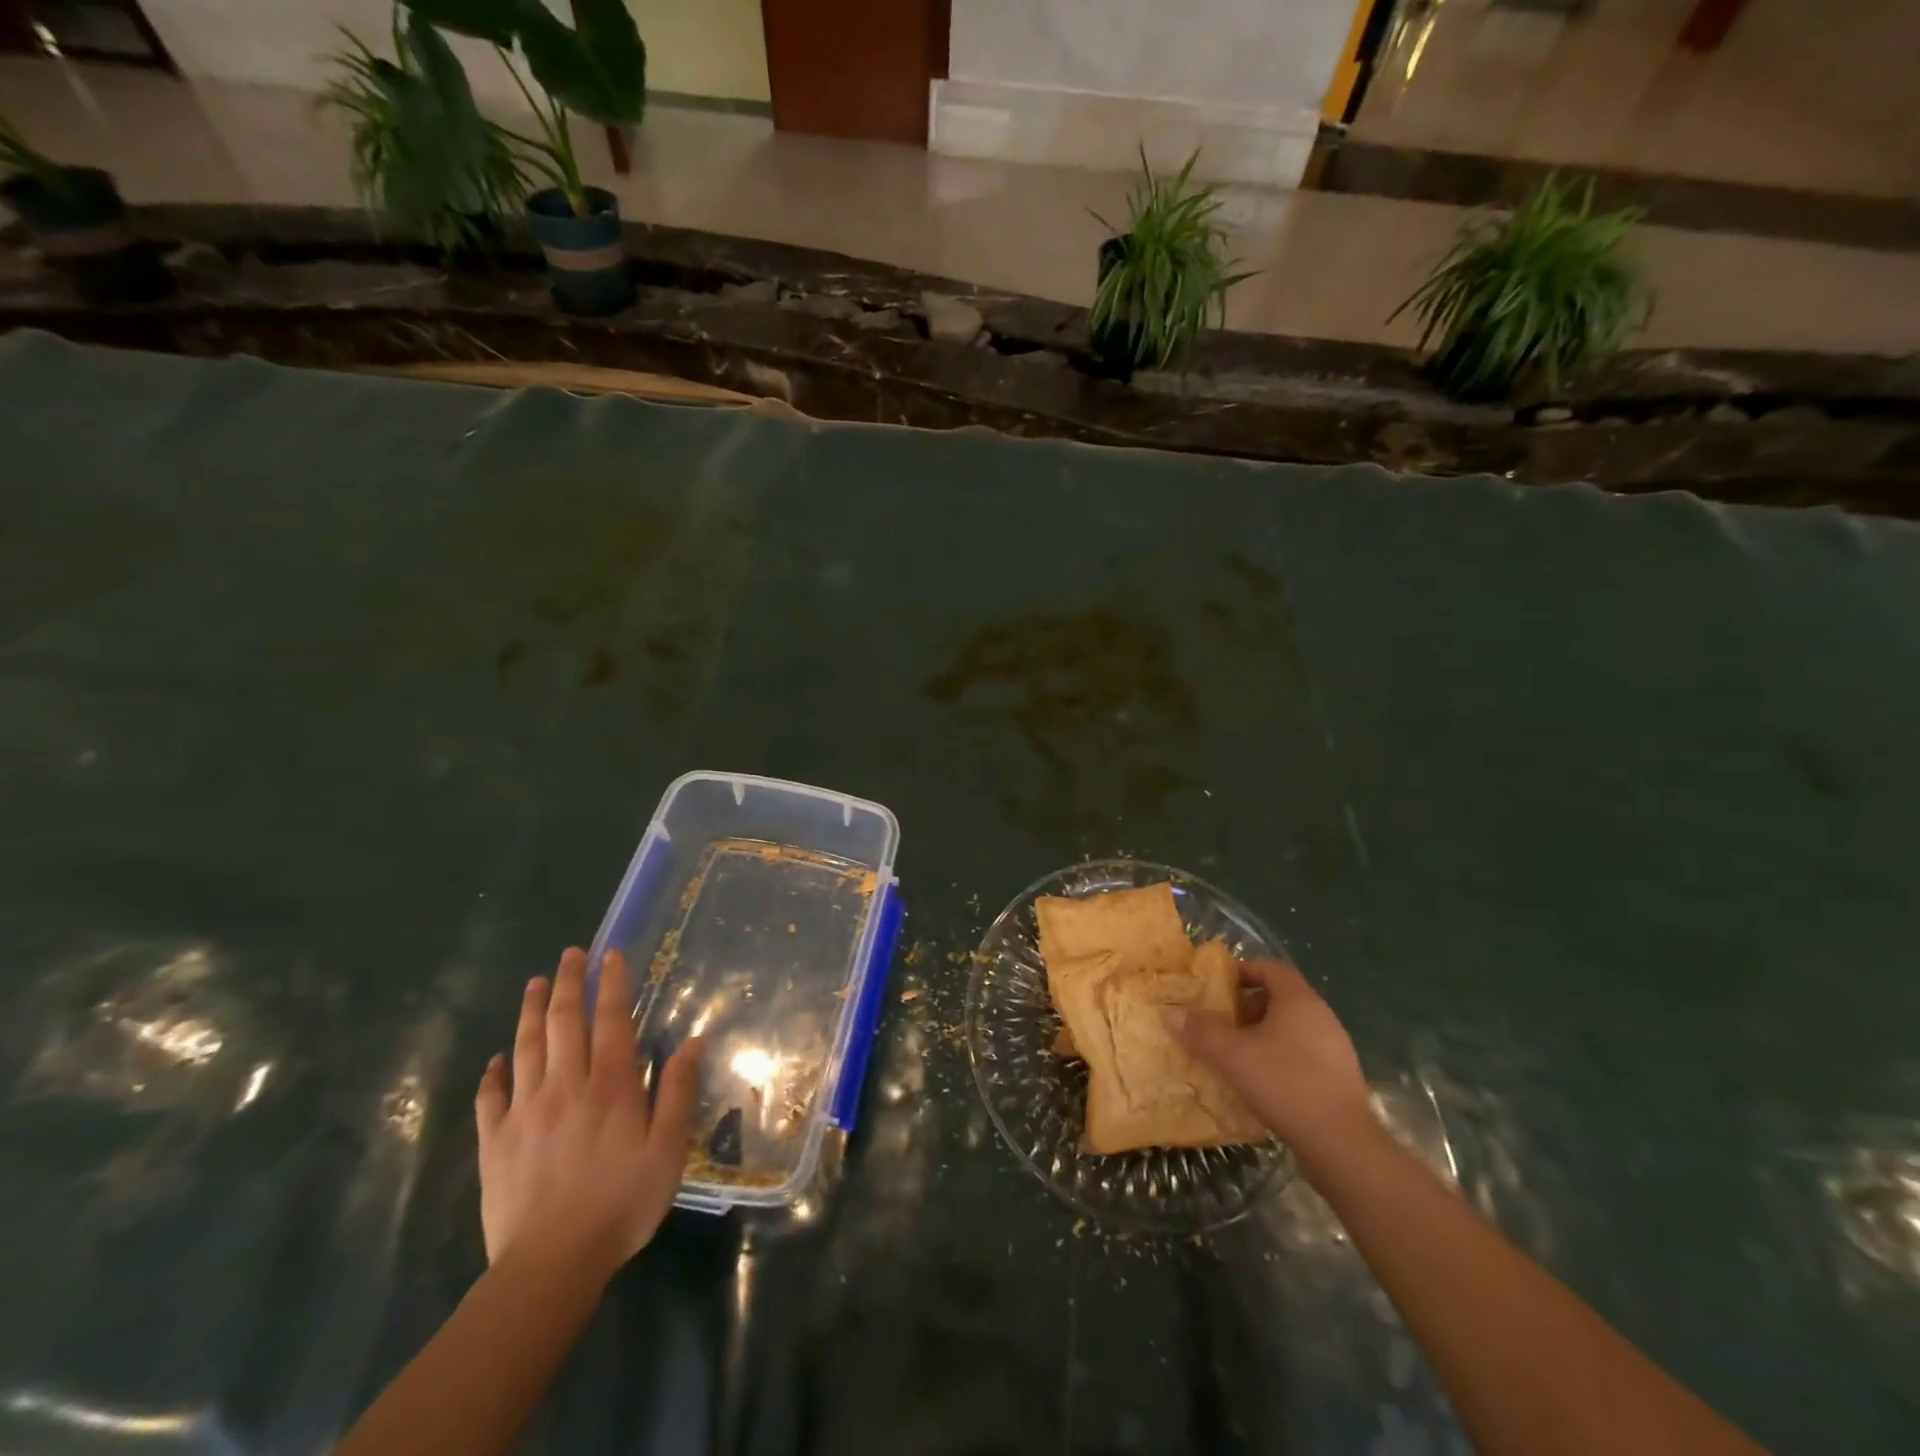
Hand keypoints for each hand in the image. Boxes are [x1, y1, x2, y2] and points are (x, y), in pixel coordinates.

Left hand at [475, 948, 702, 1281]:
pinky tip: (497, 1058)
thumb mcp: (667, 1150)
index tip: (610, 955)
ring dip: (530, 1012)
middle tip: (569, 954)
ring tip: (534, 984)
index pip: (610, 1020)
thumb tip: (692, 1043)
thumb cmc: (621, 1203)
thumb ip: (678, 1092)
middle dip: (567, 984)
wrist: (550, 1264)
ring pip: (525, 1048)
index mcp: (609, 1086)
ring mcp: (524, 1112)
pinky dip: (494, 1071)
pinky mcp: (495, 1142)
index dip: (611, 984)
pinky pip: (491, 1097)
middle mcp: (565, 1086)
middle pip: (562, 1023)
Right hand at [1166, 958, 1370, 1161]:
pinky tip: (1260, 1081)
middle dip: (1246, 1006)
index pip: (1270, 968)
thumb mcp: (1233, 1056)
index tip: (1216, 986)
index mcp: (1299, 1000)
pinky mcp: (1338, 1079)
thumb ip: (1200, 1031)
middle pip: (1279, 998)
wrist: (1343, 1146)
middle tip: (1219, 1021)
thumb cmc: (1285, 1084)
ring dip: (1261, 1034)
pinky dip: (1278, 1058)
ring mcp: (1335, 1049)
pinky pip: (1302, 1054)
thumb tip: (1169, 1011)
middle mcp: (1321, 1016)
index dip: (1242, 971)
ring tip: (1234, 1053)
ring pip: (1290, 1028)